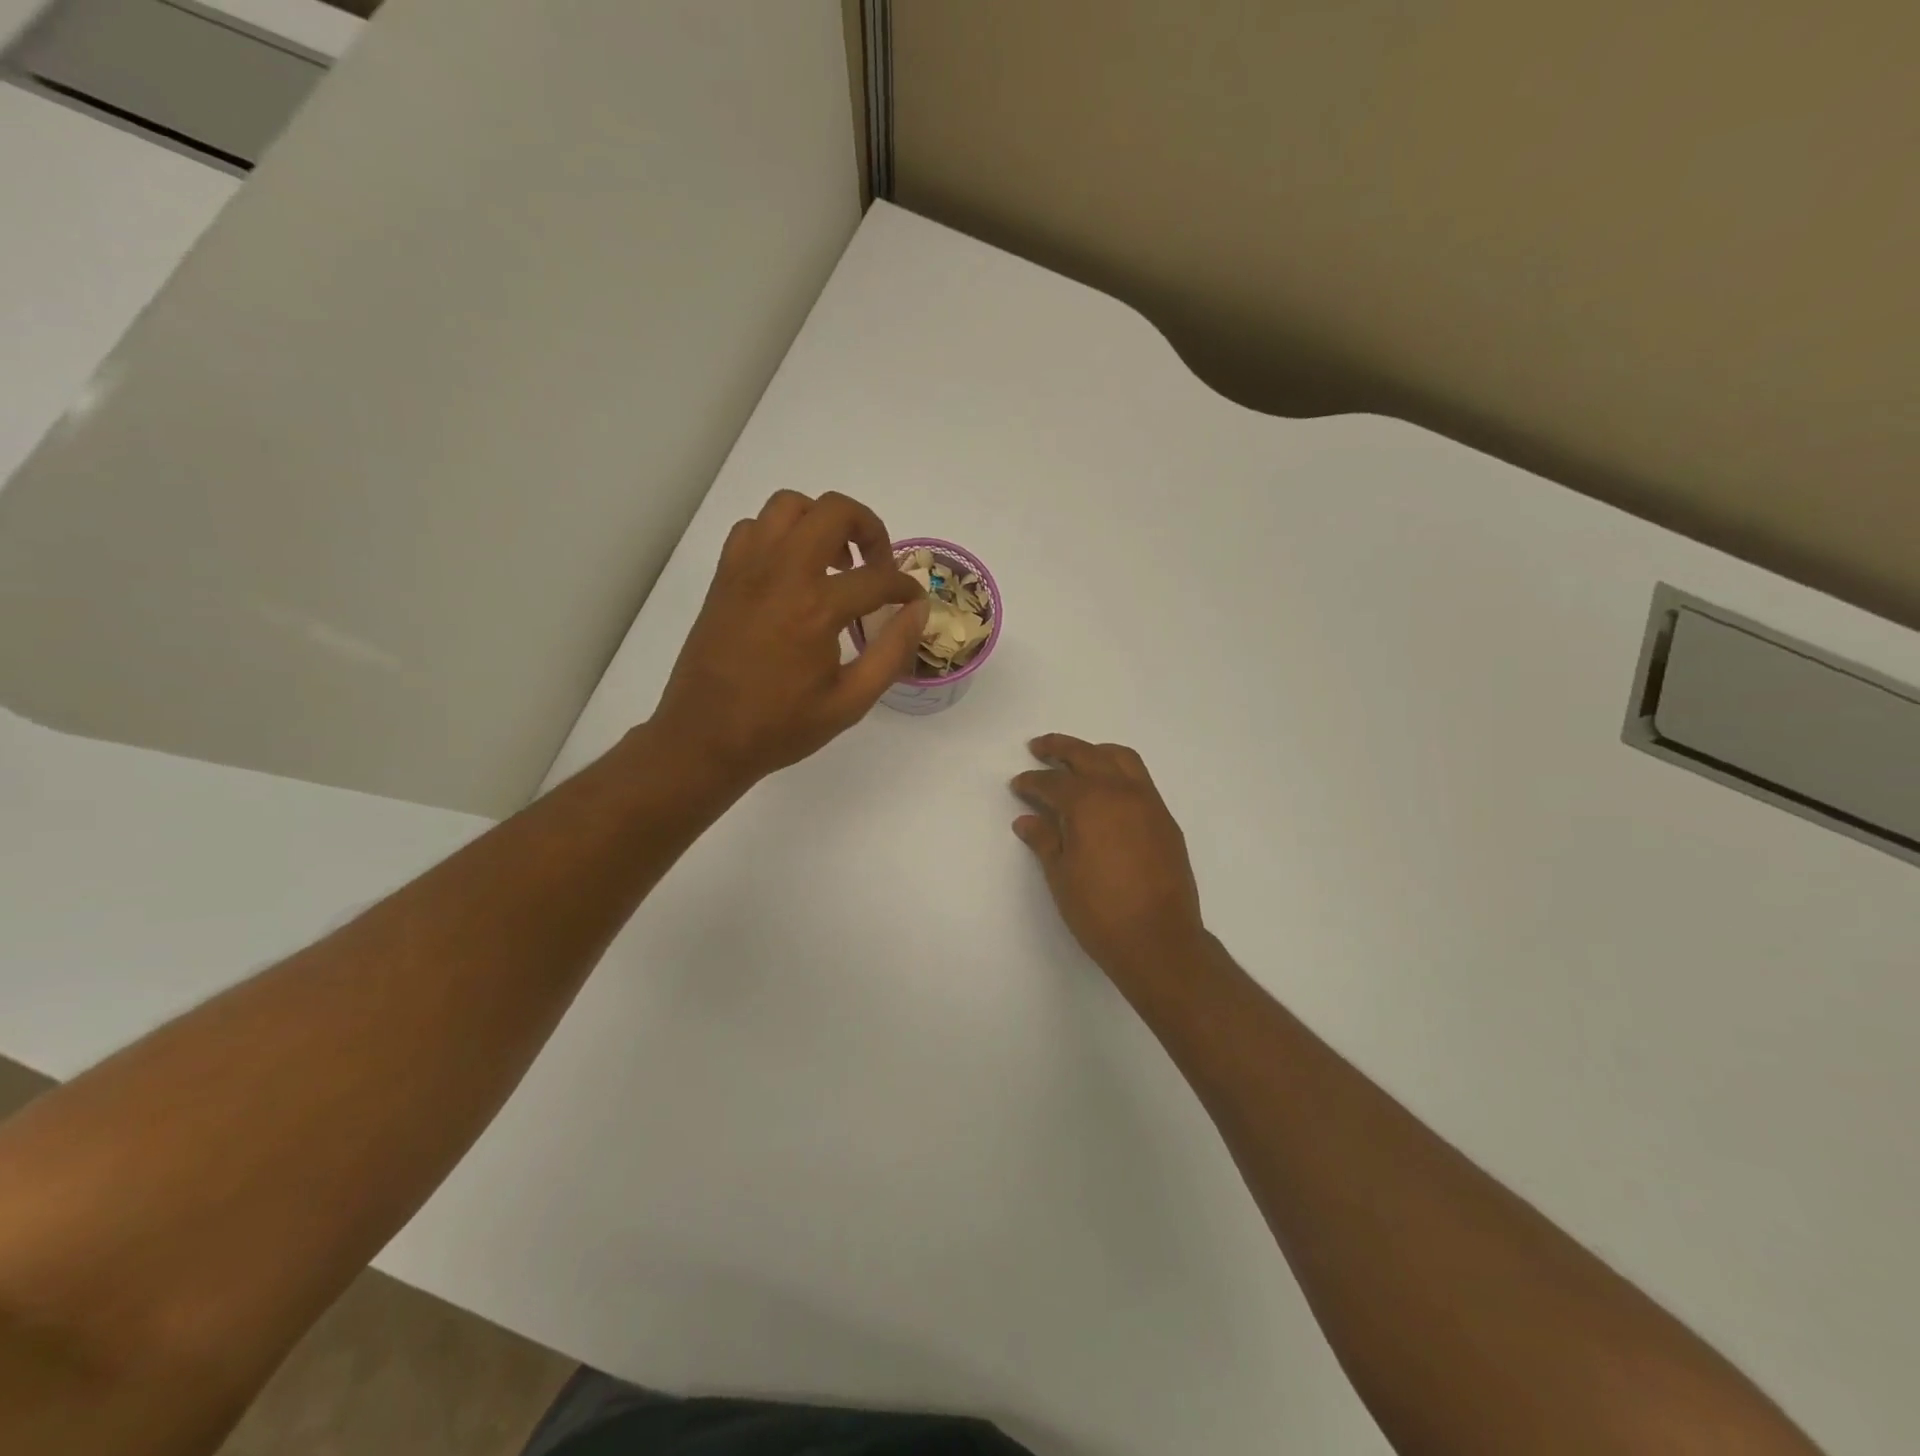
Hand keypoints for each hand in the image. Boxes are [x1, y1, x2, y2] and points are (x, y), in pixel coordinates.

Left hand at [653, 490, 928, 786]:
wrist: (705, 738)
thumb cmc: (781, 726)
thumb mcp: (850, 702)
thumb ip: (892, 652)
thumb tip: (918, 611)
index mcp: (817, 608)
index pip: (878, 577)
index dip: (906, 587)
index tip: (913, 602)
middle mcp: (782, 573)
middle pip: (835, 511)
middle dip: (870, 529)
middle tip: (877, 565)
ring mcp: (747, 569)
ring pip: (790, 506)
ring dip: (822, 522)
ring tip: (834, 562)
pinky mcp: (724, 577)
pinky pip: (754, 528)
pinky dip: (780, 535)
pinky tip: (791, 571)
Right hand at [1011, 735, 1206, 980]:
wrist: (1159, 940)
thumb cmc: (1100, 911)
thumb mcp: (1061, 875)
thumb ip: (1044, 840)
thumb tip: (1027, 820)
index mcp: (1090, 802)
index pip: (1053, 782)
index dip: (1031, 782)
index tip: (1018, 784)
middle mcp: (1121, 791)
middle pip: (1087, 755)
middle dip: (1059, 748)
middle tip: (1038, 747)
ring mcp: (1148, 803)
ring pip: (1120, 758)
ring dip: (1095, 752)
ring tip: (1077, 759)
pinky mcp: (1165, 819)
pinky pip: (1140, 779)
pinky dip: (1119, 771)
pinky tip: (1107, 790)